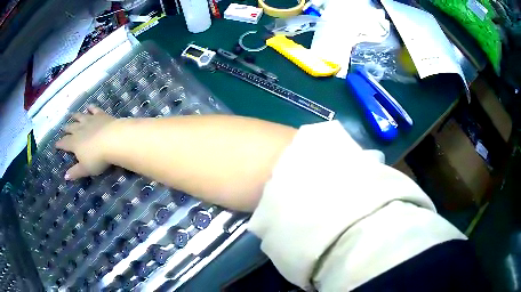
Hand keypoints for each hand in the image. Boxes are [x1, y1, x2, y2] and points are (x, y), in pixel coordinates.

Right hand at [56, 105, 115, 179]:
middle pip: (71, 128)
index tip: (55, 144)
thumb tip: (65, 177)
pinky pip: (94, 109)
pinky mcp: (101, 115)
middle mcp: (80, 129)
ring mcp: (90, 120)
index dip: (59, 144)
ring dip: (75, 115)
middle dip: (66, 128)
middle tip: (62, 127)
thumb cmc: (97, 158)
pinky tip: (89, 106)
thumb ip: (75, 172)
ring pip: (80, 117)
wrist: (113, 140)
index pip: (64, 143)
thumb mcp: (85, 169)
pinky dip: (90, 107)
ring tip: (71, 114)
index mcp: (74, 143)